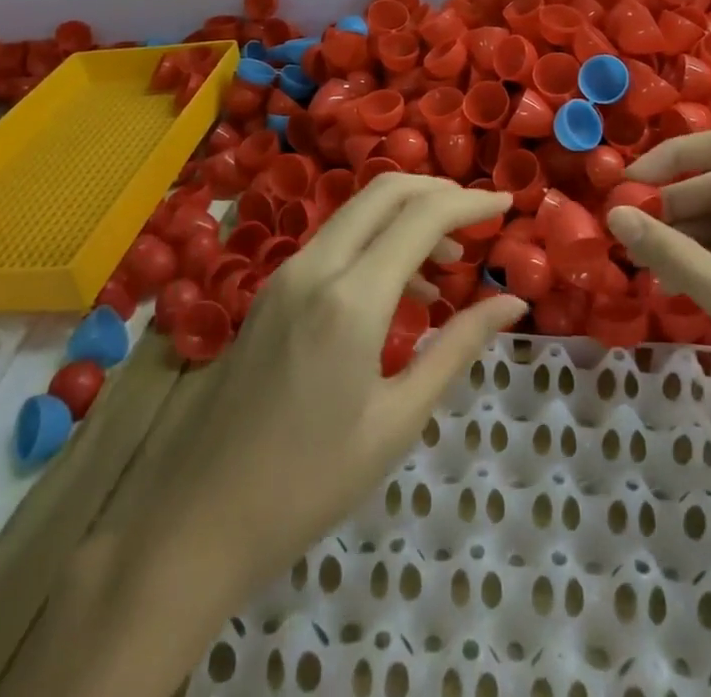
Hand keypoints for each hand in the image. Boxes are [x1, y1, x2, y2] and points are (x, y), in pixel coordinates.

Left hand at [139, 174, 526, 594]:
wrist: (198, 519)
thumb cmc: (310, 482)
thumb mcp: (397, 419)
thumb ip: (457, 347)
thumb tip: (512, 304)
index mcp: (352, 299)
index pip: (422, 216)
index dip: (470, 202)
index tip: (507, 203)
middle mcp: (316, 266)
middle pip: (385, 191)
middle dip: (438, 191)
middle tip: (478, 217)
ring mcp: (287, 273)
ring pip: (358, 211)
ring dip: (406, 216)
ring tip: (448, 264)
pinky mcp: (272, 289)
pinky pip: (336, 240)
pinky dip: (376, 240)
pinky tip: (400, 288)